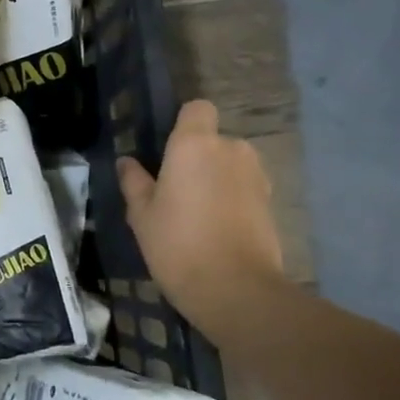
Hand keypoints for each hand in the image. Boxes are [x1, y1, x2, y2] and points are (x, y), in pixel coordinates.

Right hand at [118, 101, 285, 338]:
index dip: (184, 124)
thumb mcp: (142, 215)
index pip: (197, 109)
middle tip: (174, 192)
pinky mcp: (271, 202)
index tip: (166, 150)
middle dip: (198, 158)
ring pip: (230, 165)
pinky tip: (216, 229)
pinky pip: (244, 188)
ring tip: (196, 214)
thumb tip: (128, 162)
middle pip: (213, 140)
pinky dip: (232, 200)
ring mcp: (256, 176)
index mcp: (194, 144)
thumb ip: (134, 182)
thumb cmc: (177, 244)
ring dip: (216, 180)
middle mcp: (231, 149)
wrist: (235, 289)